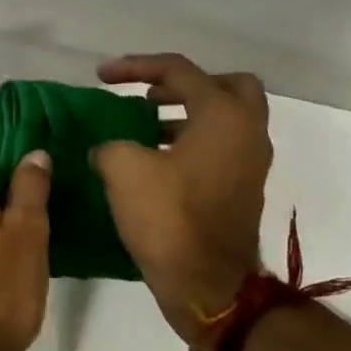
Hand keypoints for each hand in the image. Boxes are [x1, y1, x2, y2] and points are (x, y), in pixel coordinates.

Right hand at [93, 54, 271, 350]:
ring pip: (224, 120)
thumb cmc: (169, 217)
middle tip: (150, 94)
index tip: (101, 76)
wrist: (208, 284)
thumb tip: (108, 149)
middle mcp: (246, 132)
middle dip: (185, 85)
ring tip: (142, 126)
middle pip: (226, 86)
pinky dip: (190, 142)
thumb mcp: (124, 169)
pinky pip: (218, 148)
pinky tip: (153, 161)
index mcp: (223, 116)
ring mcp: (249, 163)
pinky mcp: (241, 189)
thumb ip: (110, 144)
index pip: (179, 71)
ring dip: (186, 115)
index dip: (136, 66)